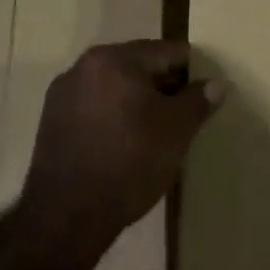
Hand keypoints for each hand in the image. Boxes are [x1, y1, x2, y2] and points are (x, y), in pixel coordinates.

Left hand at [21, 41, 223, 268]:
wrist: (67, 217)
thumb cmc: (130, 162)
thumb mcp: (177, 130)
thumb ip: (199, 100)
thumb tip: (218, 83)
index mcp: (115, 58)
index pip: (168, 52)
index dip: (192, 74)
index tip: (203, 99)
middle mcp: (84, 66)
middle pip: (139, 66)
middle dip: (163, 88)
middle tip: (183, 118)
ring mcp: (63, 94)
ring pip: (115, 87)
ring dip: (137, 103)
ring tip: (155, 134)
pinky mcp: (51, 122)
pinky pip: (95, 107)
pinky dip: (114, 117)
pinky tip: (125, 145)